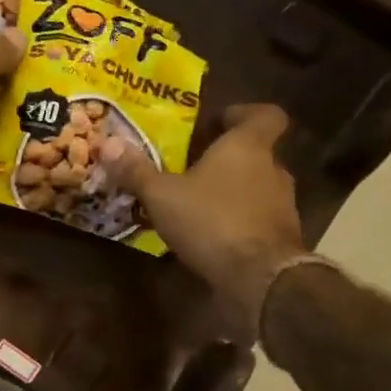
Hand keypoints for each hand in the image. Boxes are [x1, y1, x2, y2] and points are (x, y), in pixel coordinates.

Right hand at [103, 105, 306, 326]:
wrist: (259, 277)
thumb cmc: (211, 220)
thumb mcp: (162, 195)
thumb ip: (137, 170)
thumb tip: (107, 143)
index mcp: (248, 146)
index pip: (266, 115)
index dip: (245, 113)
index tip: (220, 122)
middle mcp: (273, 170)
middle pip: (257, 153)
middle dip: (228, 159)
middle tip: (195, 167)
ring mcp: (282, 205)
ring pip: (257, 188)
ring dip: (233, 192)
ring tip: (198, 204)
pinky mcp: (281, 238)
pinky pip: (258, 219)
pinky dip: (239, 222)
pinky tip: (211, 236)